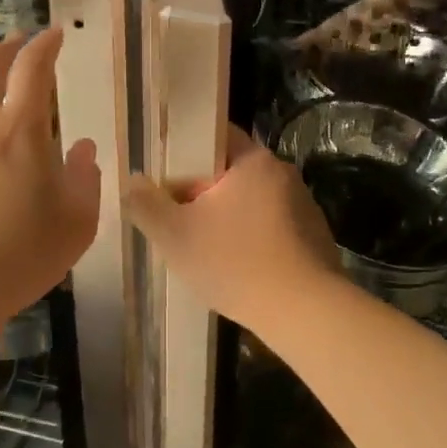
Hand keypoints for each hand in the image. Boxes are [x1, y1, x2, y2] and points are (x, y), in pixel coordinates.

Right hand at [124, 126, 343, 327]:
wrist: (305, 312)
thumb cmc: (235, 263)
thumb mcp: (174, 235)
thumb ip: (146, 204)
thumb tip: (133, 181)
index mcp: (253, 160)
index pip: (215, 135)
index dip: (185, 151)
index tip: (165, 176)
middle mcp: (283, 173)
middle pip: (232, 170)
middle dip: (203, 191)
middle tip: (178, 218)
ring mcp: (304, 205)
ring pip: (252, 200)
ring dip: (228, 217)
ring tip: (206, 248)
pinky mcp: (314, 236)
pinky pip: (272, 226)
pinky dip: (252, 238)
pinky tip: (240, 268)